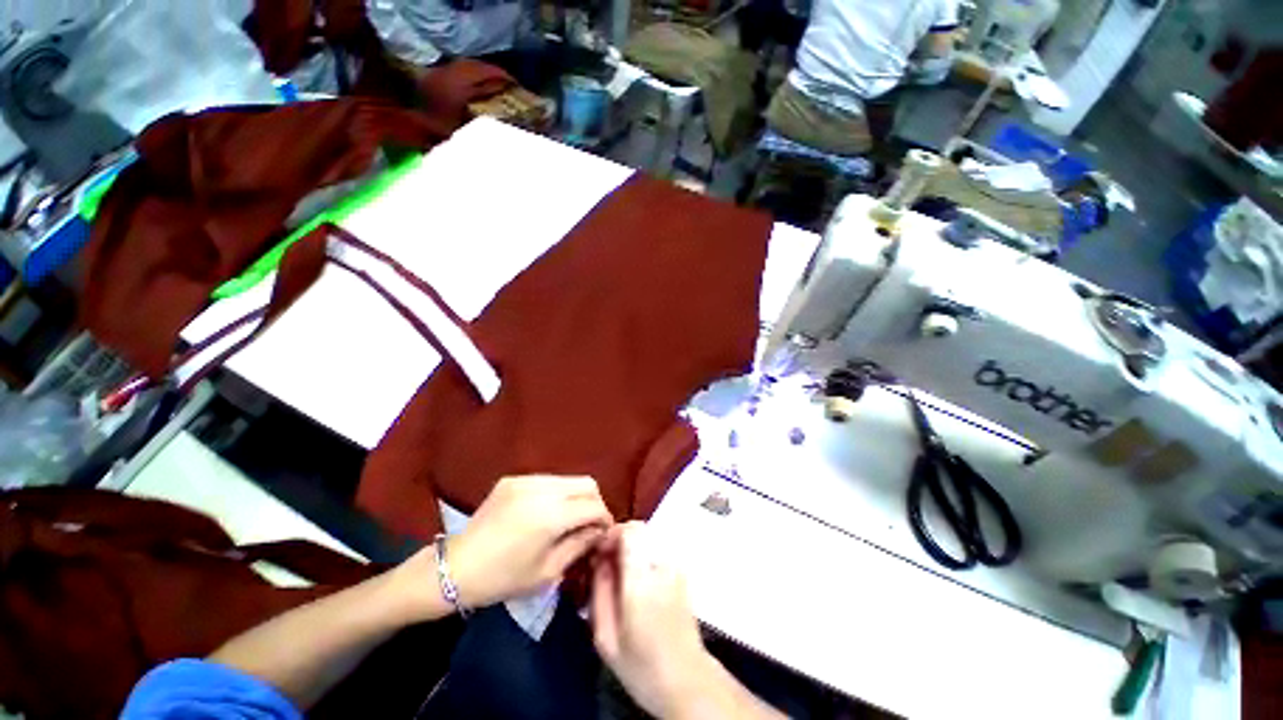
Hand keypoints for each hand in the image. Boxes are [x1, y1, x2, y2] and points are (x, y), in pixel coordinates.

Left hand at [447, 475, 611, 607]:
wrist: (454, 568)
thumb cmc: (502, 579)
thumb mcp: (547, 571)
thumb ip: (579, 545)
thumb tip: (600, 531)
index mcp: (551, 516)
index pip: (594, 505)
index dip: (605, 518)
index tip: (604, 532)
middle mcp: (542, 489)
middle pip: (586, 483)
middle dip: (594, 502)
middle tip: (590, 524)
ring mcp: (526, 480)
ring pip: (568, 479)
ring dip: (576, 497)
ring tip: (568, 518)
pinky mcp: (513, 479)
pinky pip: (547, 480)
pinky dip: (556, 494)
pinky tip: (545, 513)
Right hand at [590, 522, 714, 718]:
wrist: (686, 679)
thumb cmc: (641, 665)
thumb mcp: (606, 638)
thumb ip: (599, 592)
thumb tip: (598, 559)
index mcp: (641, 581)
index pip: (630, 531)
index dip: (612, 533)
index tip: (600, 551)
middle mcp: (662, 566)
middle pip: (641, 528)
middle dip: (620, 538)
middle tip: (608, 561)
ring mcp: (676, 566)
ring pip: (651, 535)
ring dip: (633, 544)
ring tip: (622, 570)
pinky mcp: (683, 571)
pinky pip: (660, 546)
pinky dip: (646, 551)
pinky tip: (639, 576)